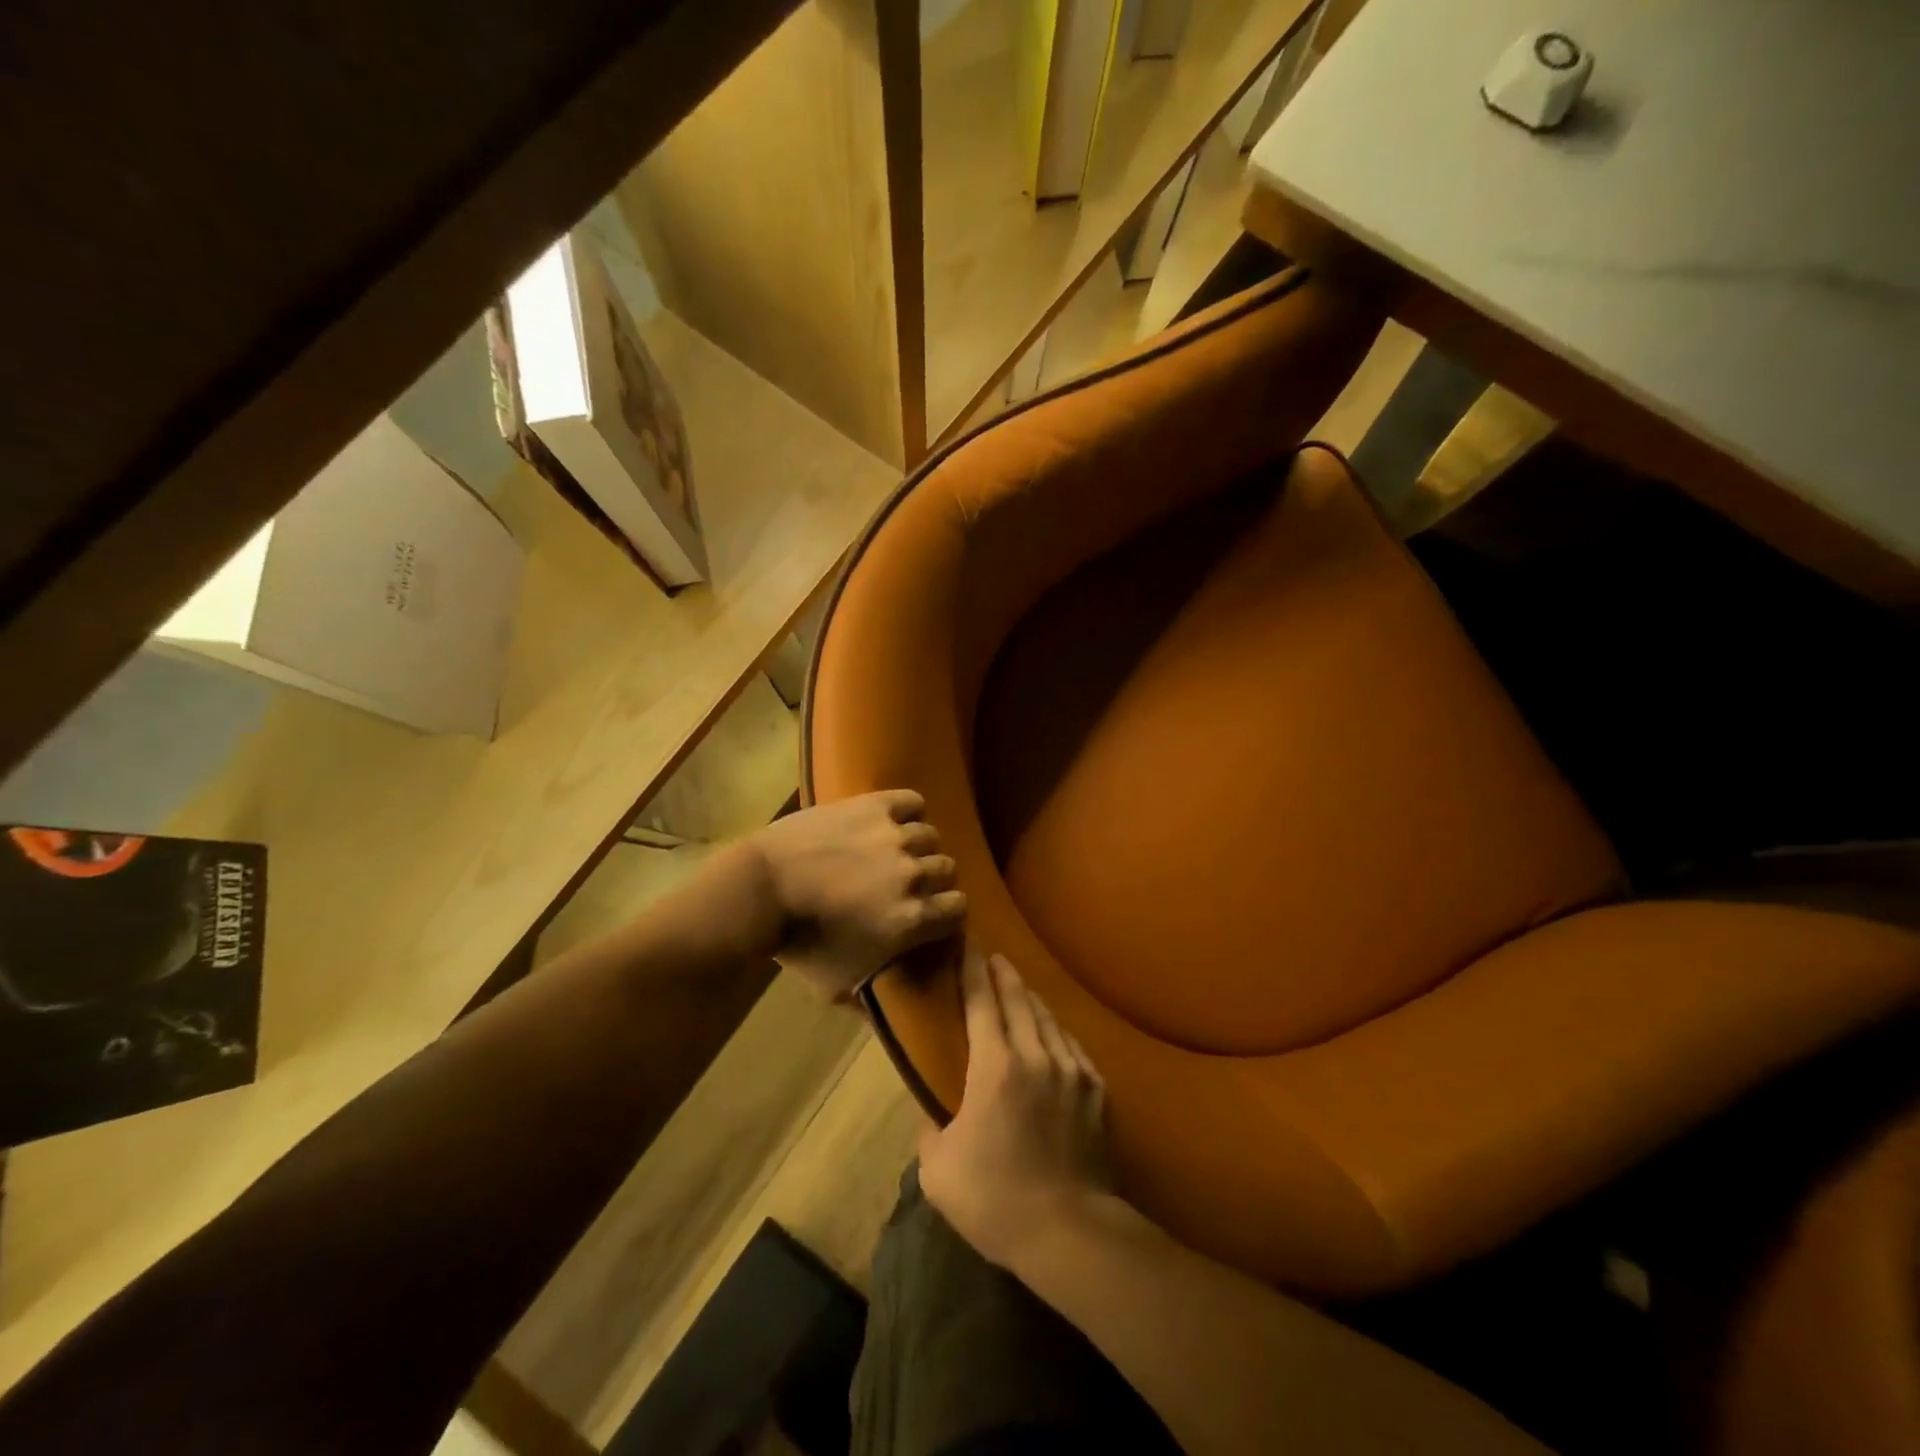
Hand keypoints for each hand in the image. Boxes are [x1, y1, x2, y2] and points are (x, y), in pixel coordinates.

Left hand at [748, 790, 965, 1000]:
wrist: (761, 891)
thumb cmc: (799, 945)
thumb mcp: (836, 988)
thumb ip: (870, 1004)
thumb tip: (890, 1026)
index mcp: (913, 919)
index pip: (959, 908)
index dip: (946, 911)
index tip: (930, 912)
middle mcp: (914, 875)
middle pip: (947, 869)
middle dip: (931, 878)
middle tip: (905, 882)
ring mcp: (895, 837)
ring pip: (930, 835)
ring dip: (917, 845)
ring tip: (894, 851)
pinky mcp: (875, 807)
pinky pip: (911, 801)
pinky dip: (907, 809)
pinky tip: (892, 821)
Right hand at [918, 951, 1111, 1267]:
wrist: (1070, 1232)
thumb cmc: (995, 1199)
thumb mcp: (938, 1169)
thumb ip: (931, 1129)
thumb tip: (933, 1112)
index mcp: (995, 1066)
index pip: (980, 1002)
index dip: (972, 969)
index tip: (968, 943)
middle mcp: (1036, 1055)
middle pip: (1019, 1000)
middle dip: (1003, 974)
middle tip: (994, 957)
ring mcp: (1072, 1070)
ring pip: (1048, 1019)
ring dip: (1030, 999)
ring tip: (1020, 989)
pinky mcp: (1096, 1091)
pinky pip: (1072, 1046)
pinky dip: (1056, 1032)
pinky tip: (1053, 1034)